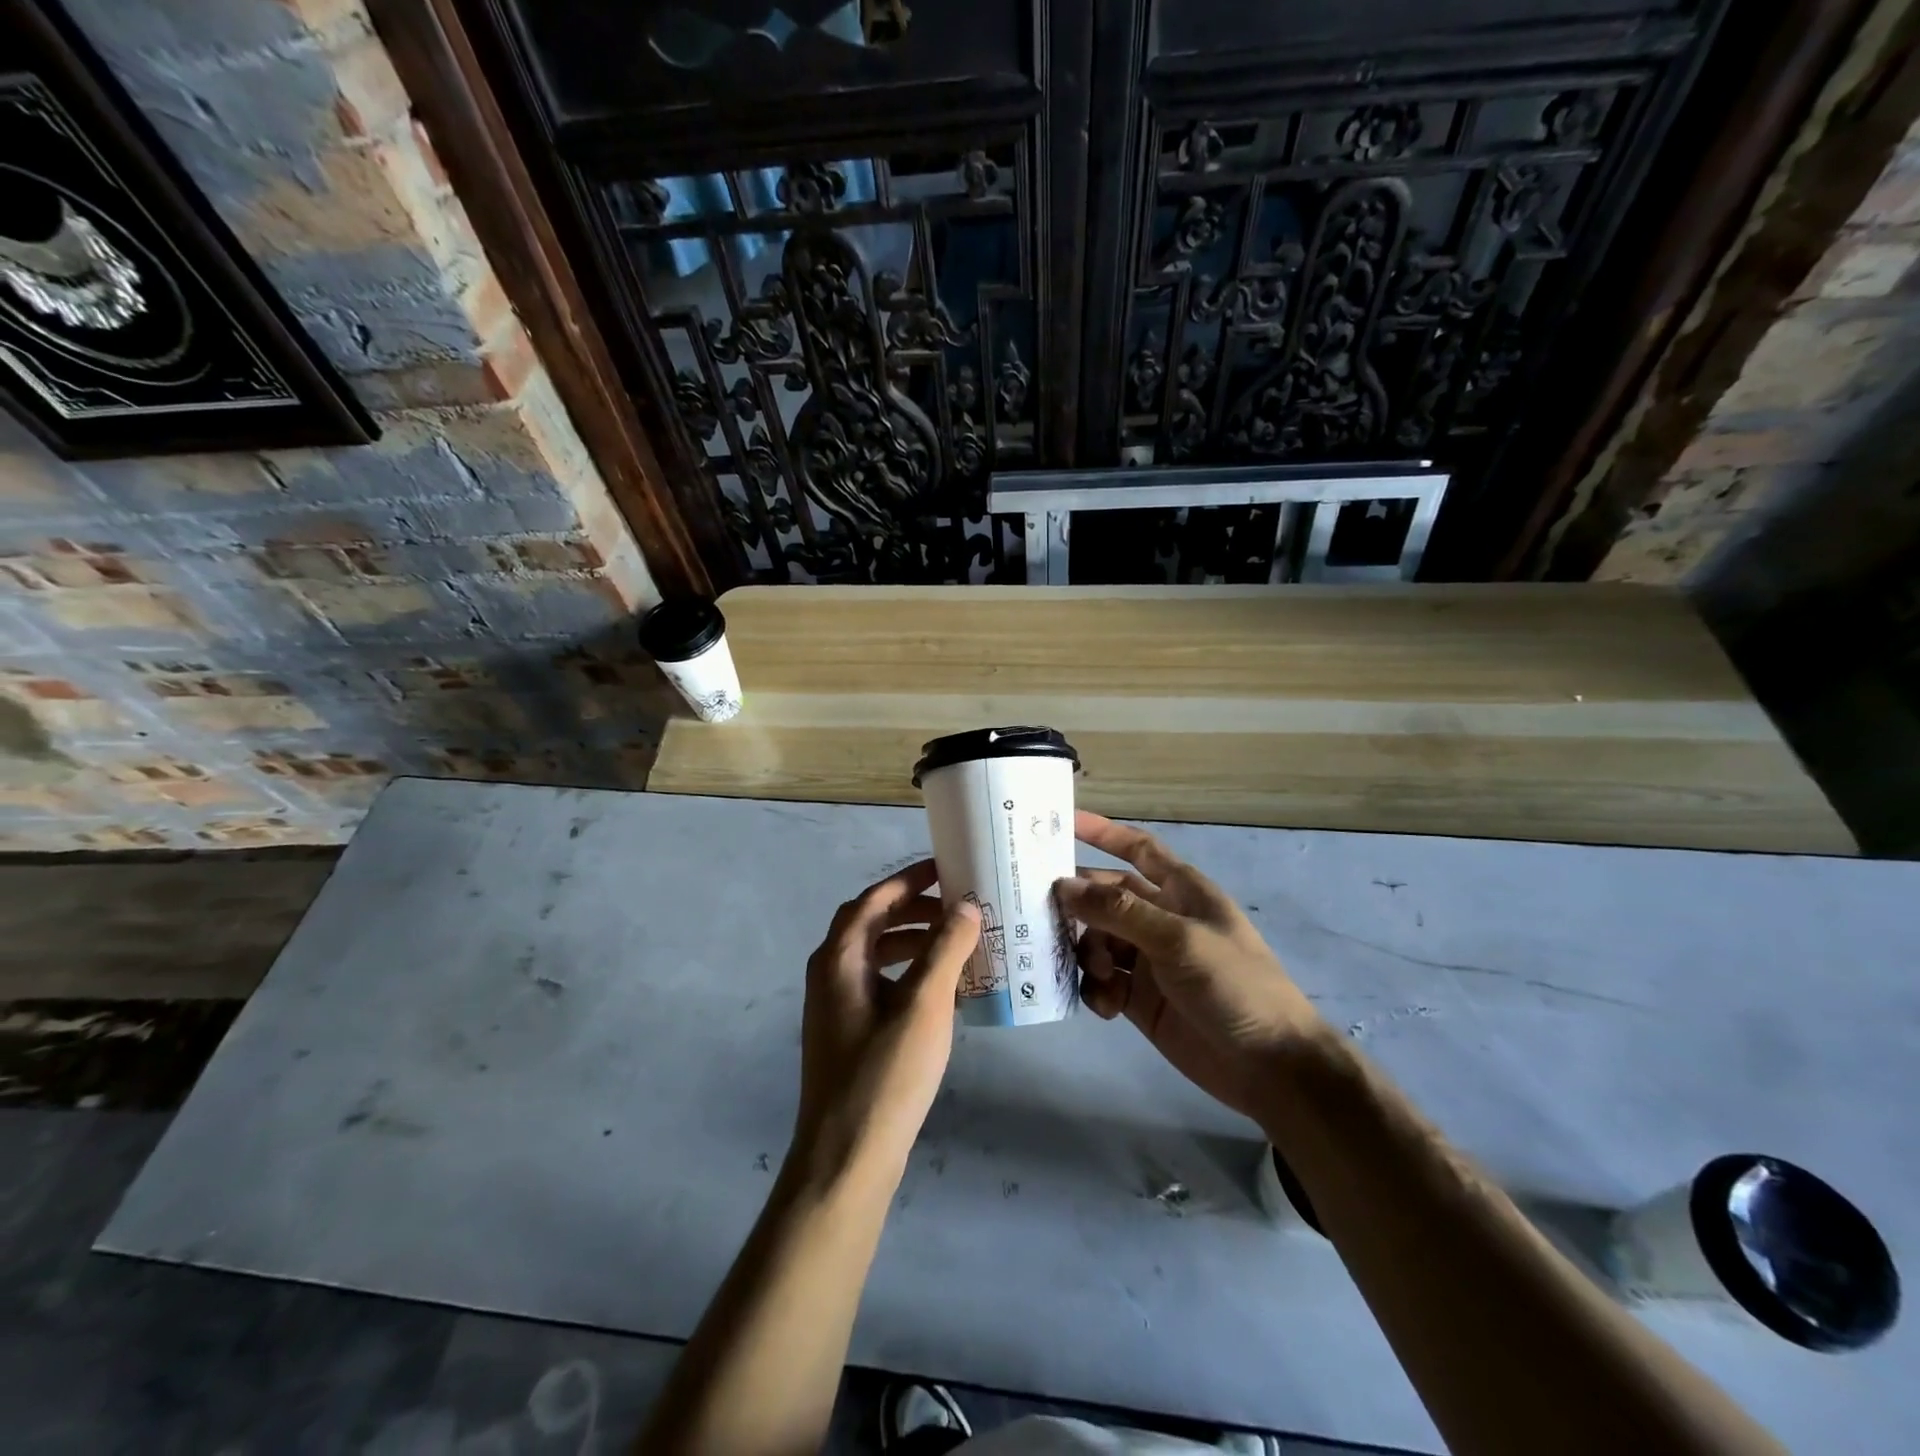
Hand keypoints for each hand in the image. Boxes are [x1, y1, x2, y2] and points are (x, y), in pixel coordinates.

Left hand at [792, 860, 980, 1186]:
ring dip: (914, 943)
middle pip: (872, 924)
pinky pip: (881, 986)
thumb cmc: (885, 1074)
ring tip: (957, 946)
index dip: (909, 880)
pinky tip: (942, 993)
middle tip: (958, 908)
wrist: (846, 1160)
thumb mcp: (923, 1005)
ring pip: (877, 956)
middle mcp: (830, 975)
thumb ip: (945, 949)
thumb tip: (966, 906)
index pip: (874, 900)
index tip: (946, 869)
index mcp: (839, 958)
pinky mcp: (848, 1035)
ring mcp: (836, 1008)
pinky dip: (909, 976)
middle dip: (914, 910)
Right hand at [1059, 811, 1326, 1123]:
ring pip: (1097, 941)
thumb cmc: (1234, 985)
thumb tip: (1063, 886)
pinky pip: (1102, 983)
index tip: (1060, 822)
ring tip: (1099, 974)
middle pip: (1105, 897)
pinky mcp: (1139, 1000)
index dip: (1102, 832)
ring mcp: (1148, 960)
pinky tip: (1105, 1006)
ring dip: (1088, 953)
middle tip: (1040, 914)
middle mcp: (1160, 919)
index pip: (1137, 849)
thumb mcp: (1178, 939)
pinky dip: (1095, 990)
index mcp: (1181, 891)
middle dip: (1078, 903)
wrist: (1270, 1067)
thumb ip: (1119, 910)